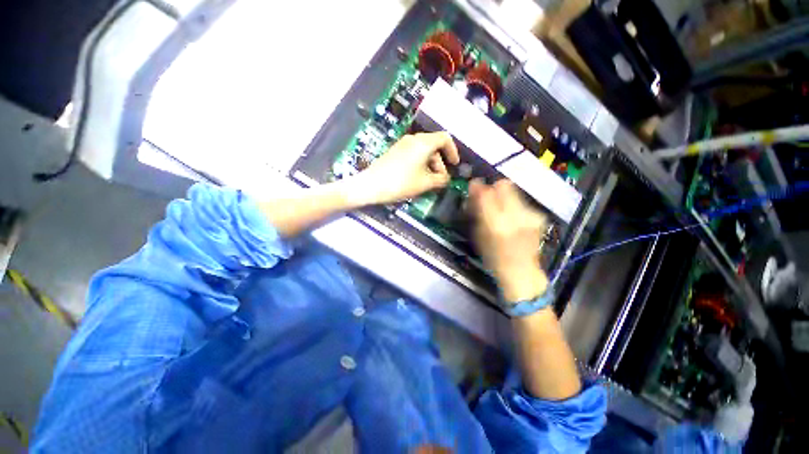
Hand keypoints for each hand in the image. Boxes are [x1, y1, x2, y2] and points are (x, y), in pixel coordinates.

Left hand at [351, 132, 459, 204]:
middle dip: (440, 162)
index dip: (453, 151)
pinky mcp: (394, 152)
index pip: (445, 138)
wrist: (371, 185)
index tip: (455, 165)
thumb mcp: (425, 183)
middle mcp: (413, 139)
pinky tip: (417, 178)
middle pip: (434, 145)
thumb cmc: (401, 183)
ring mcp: (402, 144)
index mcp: (423, 142)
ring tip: (429, 182)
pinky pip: (413, 154)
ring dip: (430, 165)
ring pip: (423, 151)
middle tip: (440, 179)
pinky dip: (420, 164)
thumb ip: (441, 179)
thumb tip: (447, 178)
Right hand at [468, 179, 548, 302]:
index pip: (486, 193)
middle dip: (494, 187)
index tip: (474, 186)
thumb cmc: (493, 258)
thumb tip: (473, 192)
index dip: (478, 186)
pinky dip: (514, 206)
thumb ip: (476, 212)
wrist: (521, 272)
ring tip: (501, 210)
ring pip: (514, 191)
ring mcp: (530, 215)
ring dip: (504, 197)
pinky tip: (513, 219)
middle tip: (488, 196)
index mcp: (495, 224)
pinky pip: (522, 202)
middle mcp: (515, 216)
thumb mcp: (478, 236)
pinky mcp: (539, 216)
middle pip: (504, 185)